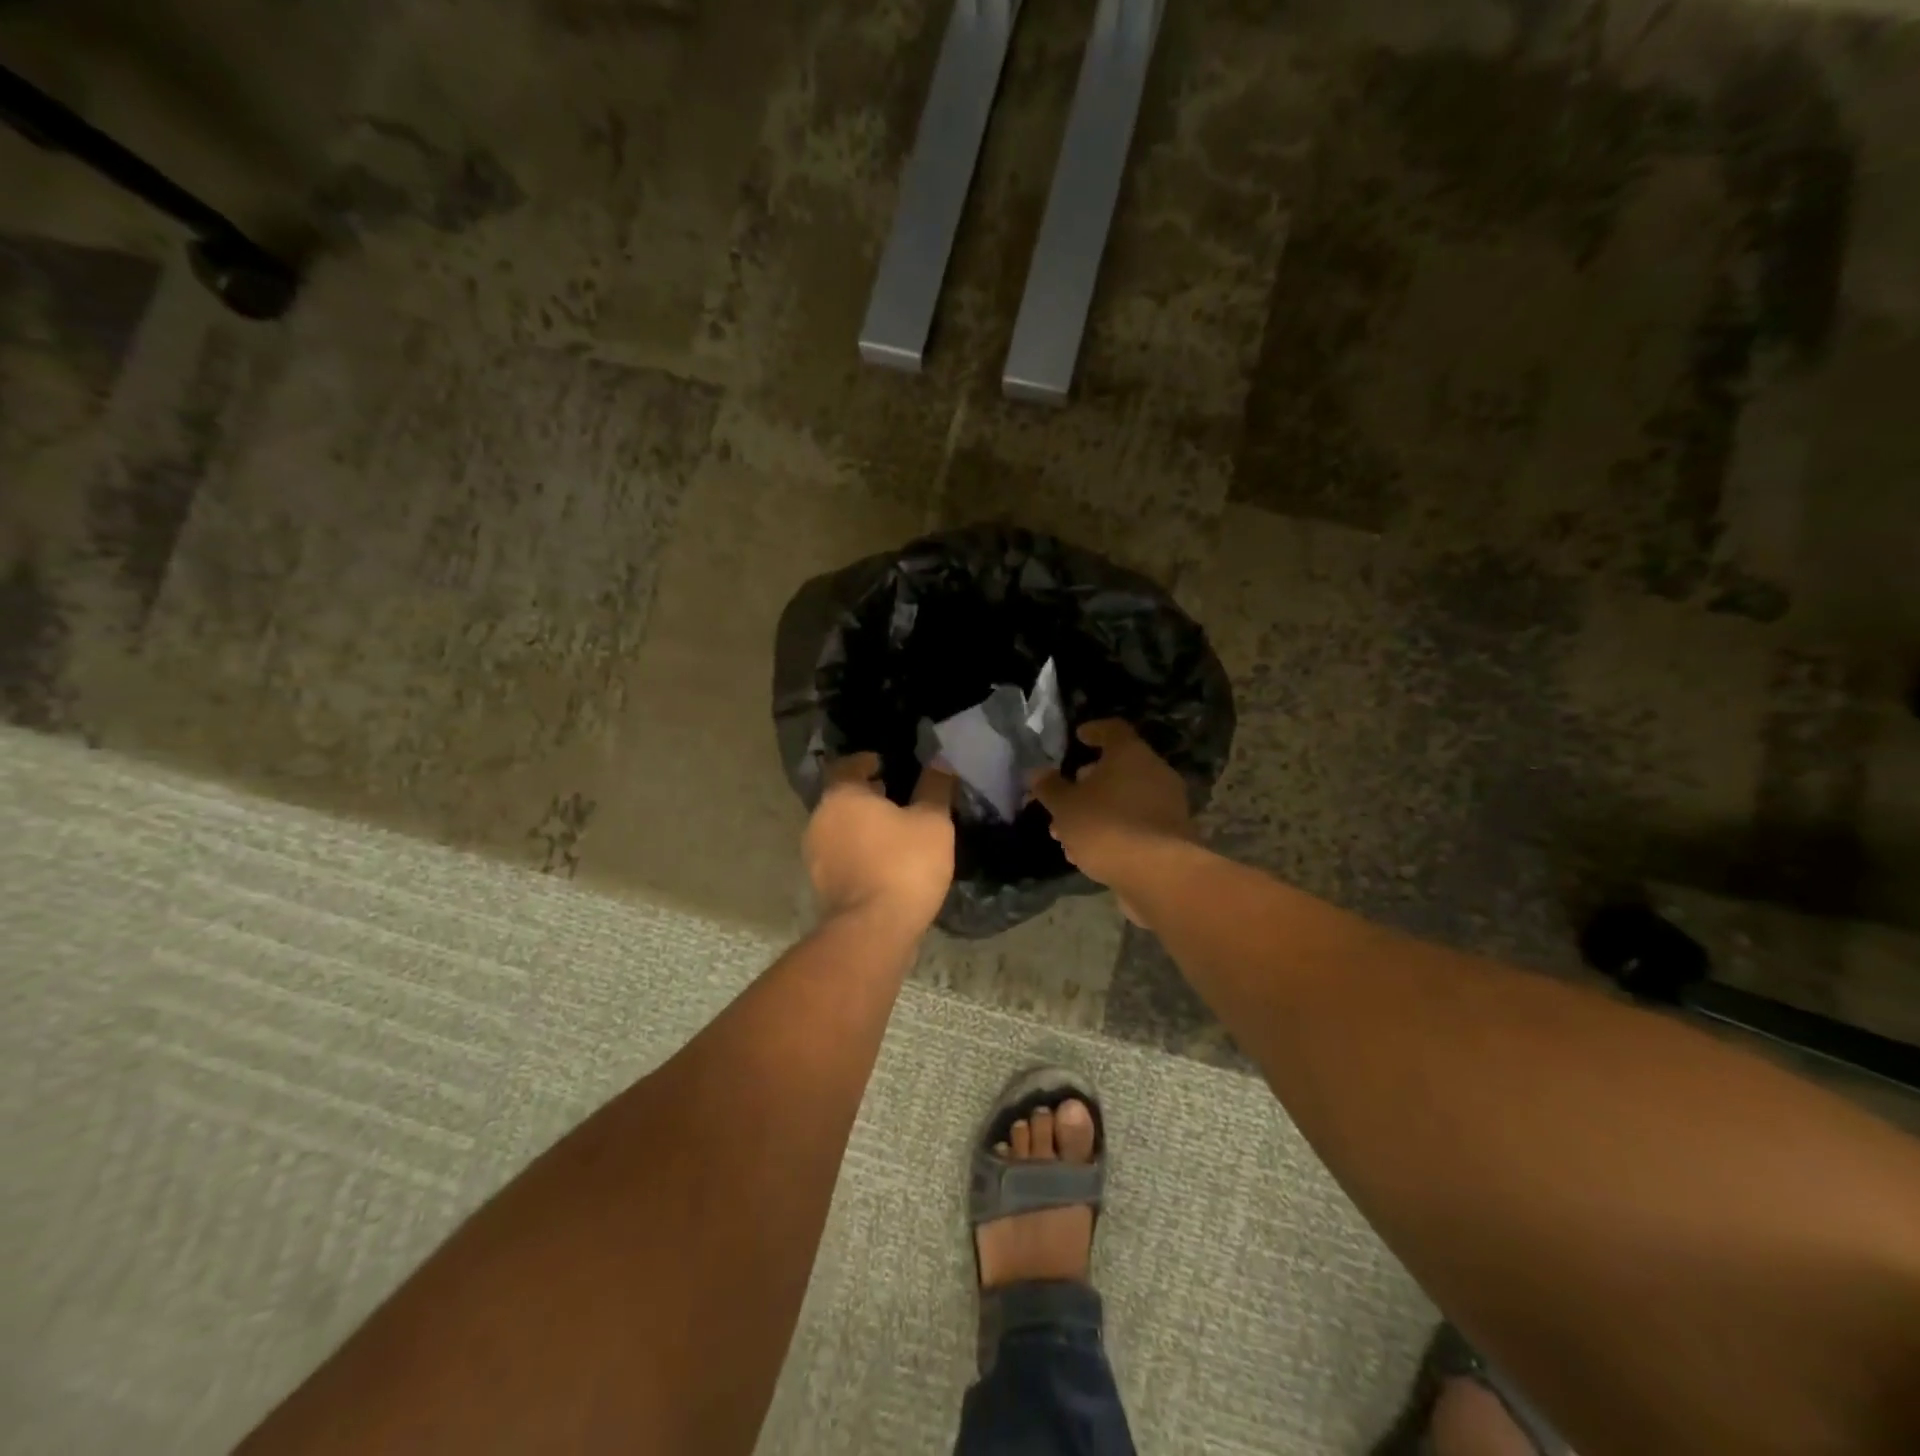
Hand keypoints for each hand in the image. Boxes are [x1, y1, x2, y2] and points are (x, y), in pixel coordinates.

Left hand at [805, 754, 955, 933]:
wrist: (874, 930)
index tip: (887, 764)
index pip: (848, 765)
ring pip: (840, 827)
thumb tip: (939, 761)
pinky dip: (859, 850)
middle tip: (897, 796)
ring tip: (894, 830)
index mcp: (841, 795)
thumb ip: (934, 787)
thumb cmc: (904, 864)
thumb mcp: (932, 821)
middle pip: (842, 797)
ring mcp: (815, 854)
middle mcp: (819, 819)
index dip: (868, 761)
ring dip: (862, 824)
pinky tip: (884, 859)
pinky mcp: (821, 884)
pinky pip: (841, 854)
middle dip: (867, 795)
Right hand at [1030, 721, 1191, 908]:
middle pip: (1118, 768)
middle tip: (1063, 797)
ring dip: (1096, 812)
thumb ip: (1050, 788)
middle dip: (1087, 783)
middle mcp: (1154, 772)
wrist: (1158, 874)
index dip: (1094, 730)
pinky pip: (1135, 824)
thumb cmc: (1106, 826)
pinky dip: (1113, 830)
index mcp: (1130, 754)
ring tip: (1067, 834)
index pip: (1113, 729)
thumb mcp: (1066, 806)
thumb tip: (1038, 773)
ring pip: (1124, 800)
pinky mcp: (1171, 835)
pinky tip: (1089, 853)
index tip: (1078, 737)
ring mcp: (1168, 804)